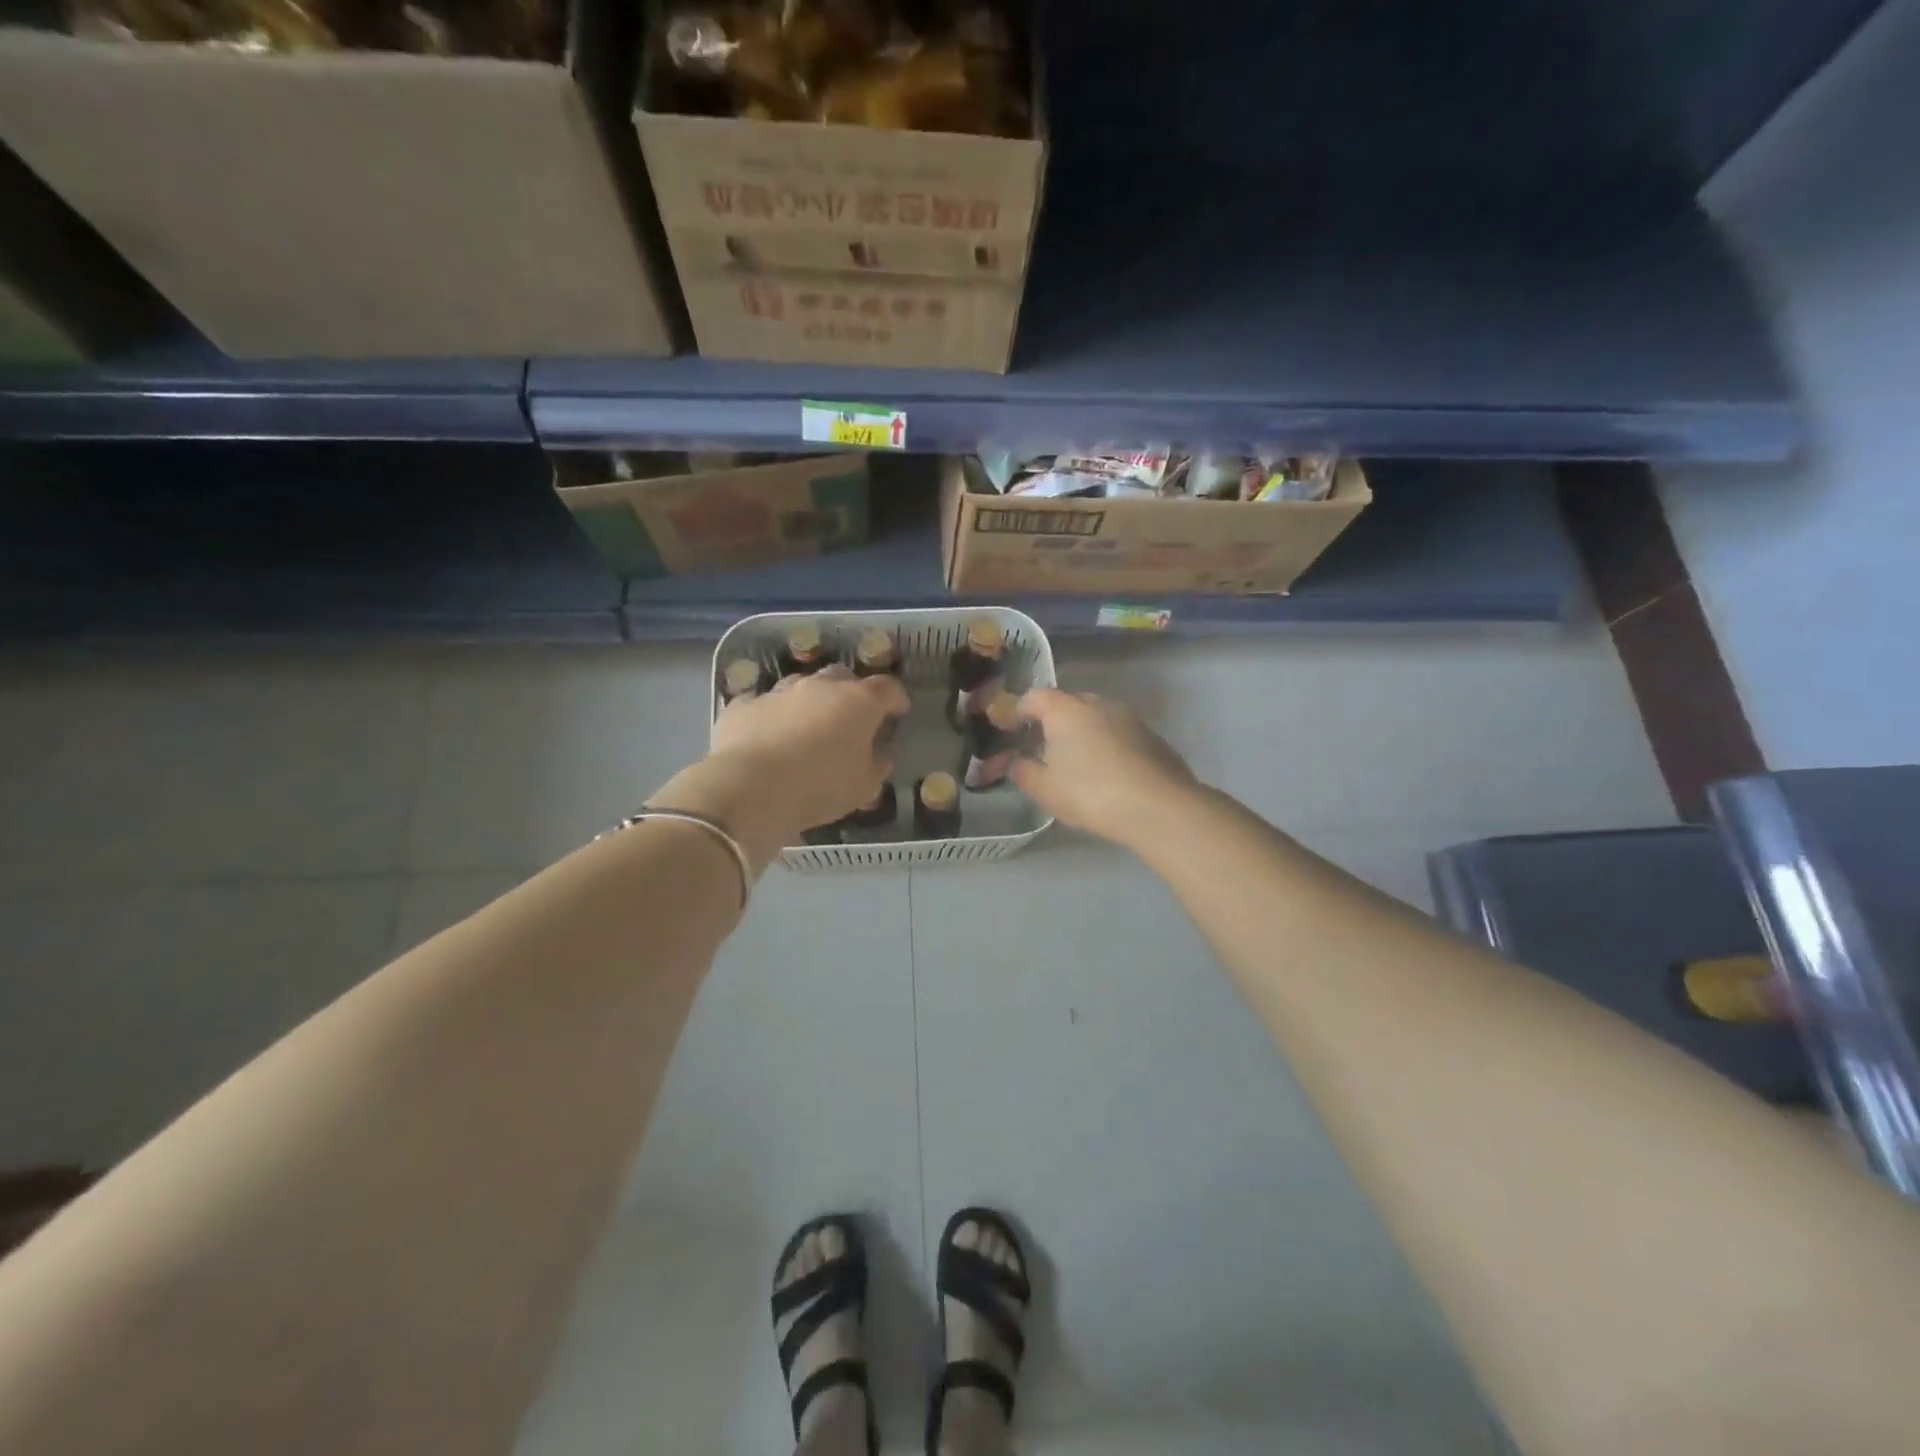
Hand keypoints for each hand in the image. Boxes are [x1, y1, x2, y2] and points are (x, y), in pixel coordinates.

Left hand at [689, 666, 909, 849]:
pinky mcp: (743, 705)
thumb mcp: (864, 785)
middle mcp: (820, 687)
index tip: (898, 712)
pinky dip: (770, 714)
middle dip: (850, 692)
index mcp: (858, 702)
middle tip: (851, 718)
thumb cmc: (821, 786)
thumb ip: (877, 763)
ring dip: (809, 700)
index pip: (887, 687)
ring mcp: (778, 691)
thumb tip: (880, 752)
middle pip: (842, 676)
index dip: (895, 698)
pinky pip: (762, 703)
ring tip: (808, 726)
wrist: (751, 787)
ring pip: (800, 684)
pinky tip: (767, 733)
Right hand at [1011, 688, 1199, 848]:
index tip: (1014, 729)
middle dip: (1053, 722)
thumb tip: (1018, 762)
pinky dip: (1108, 745)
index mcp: (1065, 709)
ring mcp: (1129, 717)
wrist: (1159, 807)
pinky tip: (1109, 773)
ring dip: (1084, 733)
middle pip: (1068, 703)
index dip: (1020, 711)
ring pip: (1096, 718)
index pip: (1035, 697)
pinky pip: (1119, 733)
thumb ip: (1024, 772)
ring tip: (1078, 763)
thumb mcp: (1045, 789)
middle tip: (1045, 750)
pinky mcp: (1152, 735)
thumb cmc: (1090, 793)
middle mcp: (1097, 703)